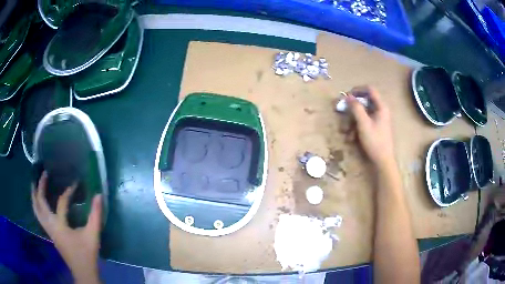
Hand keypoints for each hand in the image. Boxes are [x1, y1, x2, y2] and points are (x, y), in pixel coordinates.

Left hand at [32, 172, 101, 283]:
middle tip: (44, 173)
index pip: (61, 203)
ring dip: (34, 197)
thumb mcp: (92, 235)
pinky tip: (39, 203)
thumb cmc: (87, 254)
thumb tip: (98, 195)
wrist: (83, 272)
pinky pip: (39, 217)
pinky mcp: (50, 234)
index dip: (68, 192)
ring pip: (36, 211)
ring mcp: (49, 231)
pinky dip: (37, 206)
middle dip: (40, 187)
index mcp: (60, 226)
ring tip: (34, 184)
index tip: (75, 183)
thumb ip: (95, 215)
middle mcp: (51, 226)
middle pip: (40, 203)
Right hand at [347, 86, 394, 166]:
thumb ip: (356, 108)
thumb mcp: (363, 124)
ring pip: (363, 113)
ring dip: (353, 120)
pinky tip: (351, 137)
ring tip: (346, 131)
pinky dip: (357, 127)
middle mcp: (381, 110)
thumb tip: (347, 96)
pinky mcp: (376, 127)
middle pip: (365, 101)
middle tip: (342, 111)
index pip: (369, 90)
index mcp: (381, 107)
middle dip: (352, 108)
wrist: (383, 161)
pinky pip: (364, 122)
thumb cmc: (375, 141)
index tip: (347, 95)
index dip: (357, 89)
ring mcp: (378, 119)